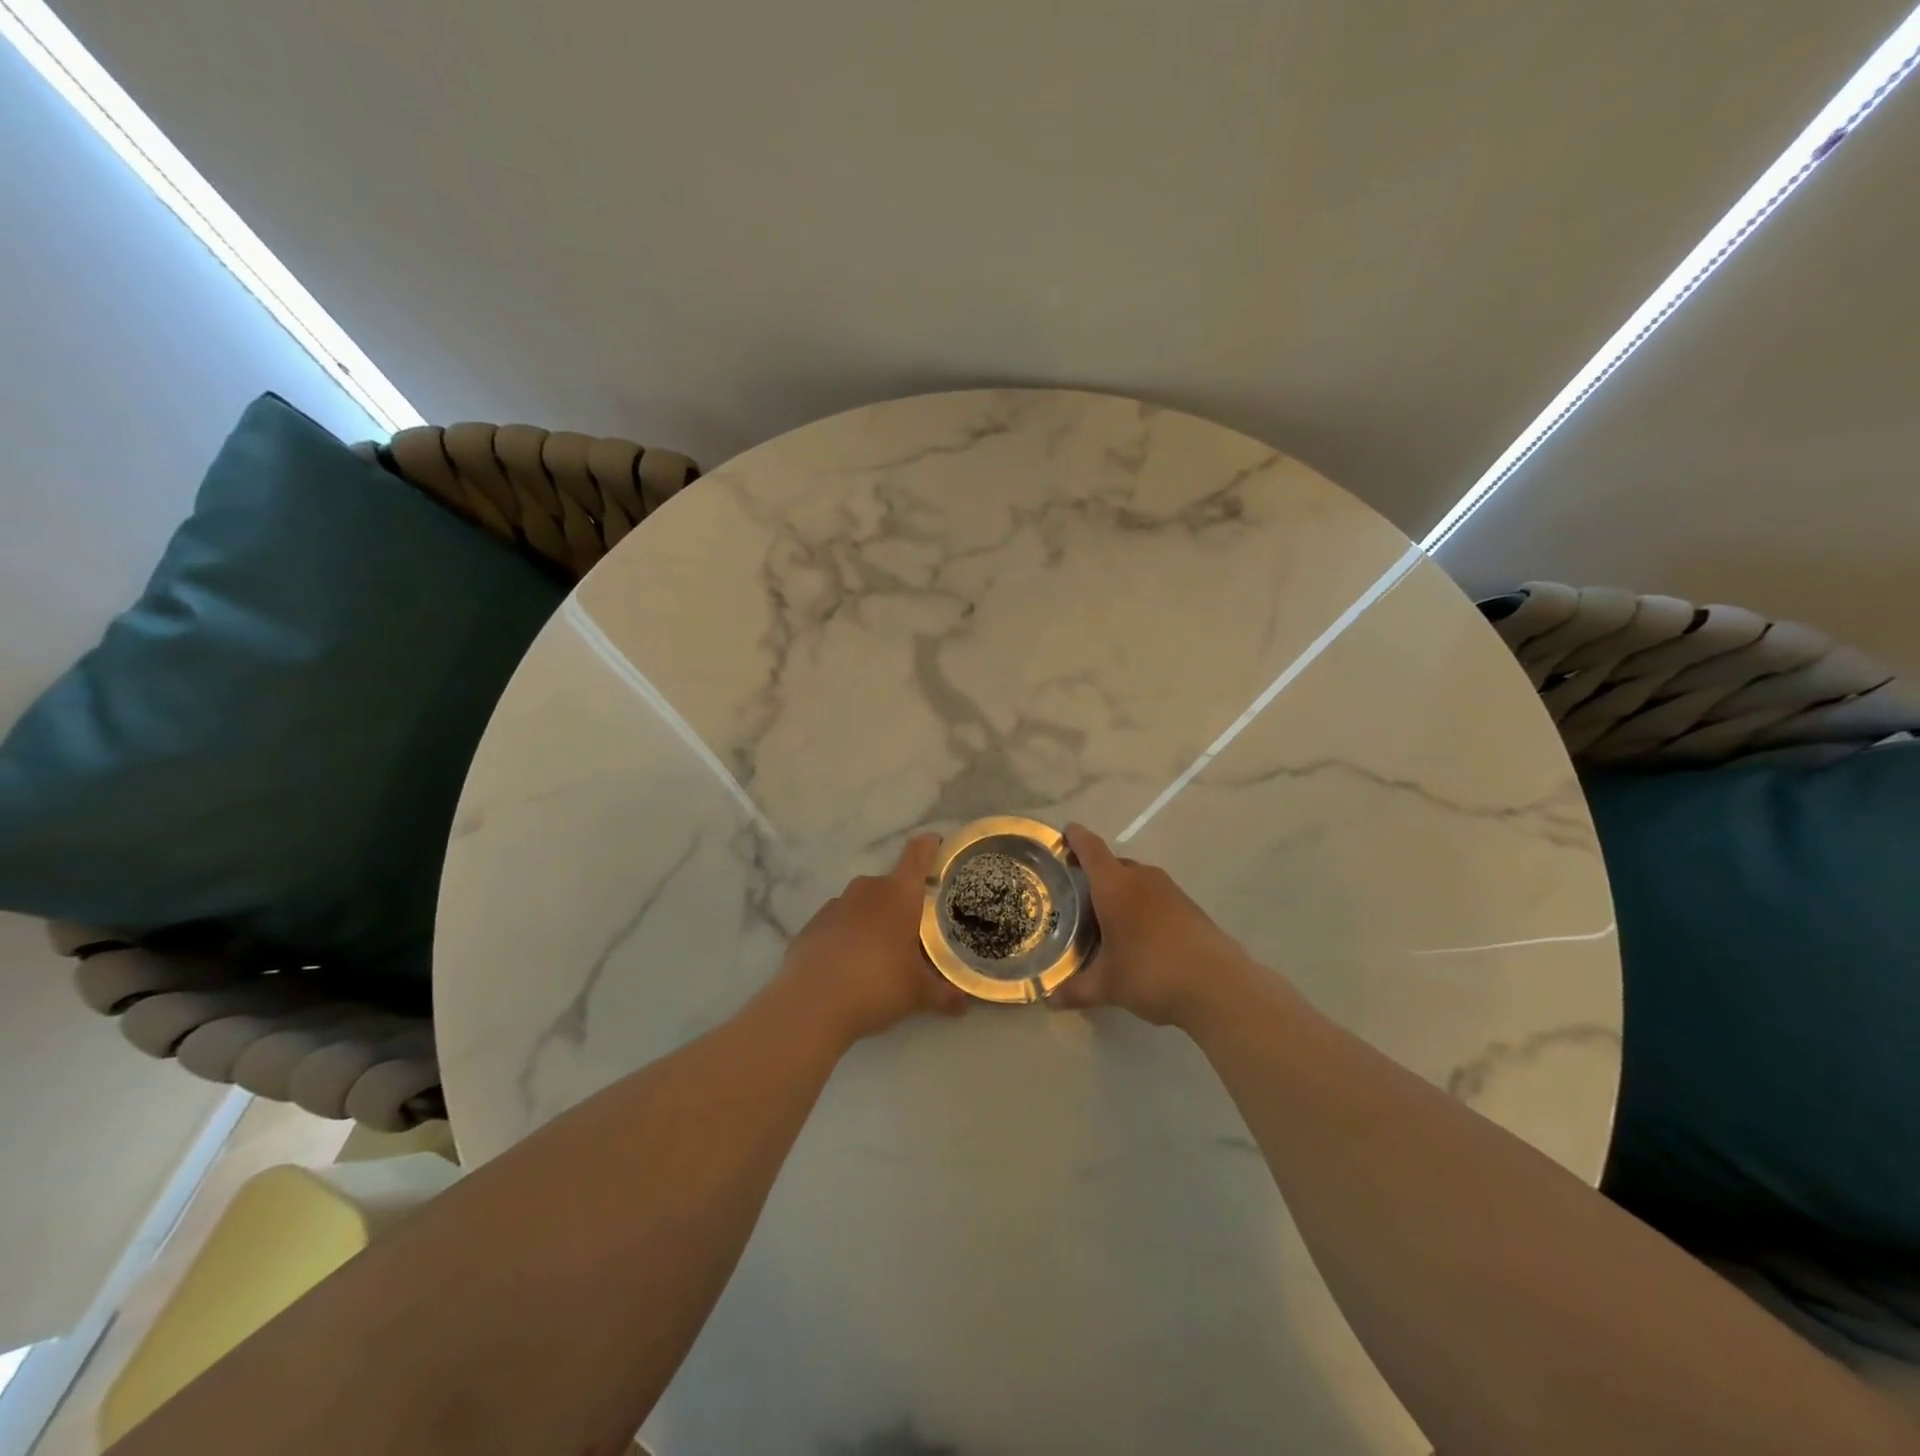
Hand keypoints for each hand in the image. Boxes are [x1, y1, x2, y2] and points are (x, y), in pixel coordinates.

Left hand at [775, 833, 968, 1047]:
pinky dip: (846, 937)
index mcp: (899, 894)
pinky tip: (848, 967)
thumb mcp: (918, 993)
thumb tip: (964, 1004)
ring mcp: (835, 905)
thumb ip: (944, 994)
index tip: (937, 845)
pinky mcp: (811, 925)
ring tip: (879, 954)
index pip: (918, 853)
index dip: (929, 846)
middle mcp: (867, 889)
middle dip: (902, 903)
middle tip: (913, 931)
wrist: (811, 1004)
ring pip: (862, 904)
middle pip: (890, 885)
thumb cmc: (877, 984)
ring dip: (872, 920)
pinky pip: (838, 924)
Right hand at [1050, 823, 1256, 1029]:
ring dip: (1122, 892)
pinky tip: (1139, 935)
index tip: (1065, 832)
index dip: (1076, 838)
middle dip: (1096, 874)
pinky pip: (1156, 897)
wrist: (1218, 986)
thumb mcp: (1107, 986)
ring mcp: (1170, 890)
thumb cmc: (1151, 973)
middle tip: (1077, 895)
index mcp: (1115, 885)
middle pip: (1114, 864)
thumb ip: (1076, 990)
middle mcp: (1142, 878)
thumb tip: (1049, 1001)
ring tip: (1107, 917)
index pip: (1091, 849)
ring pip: (1137, 880)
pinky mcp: (1190, 907)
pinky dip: (1143, 907)